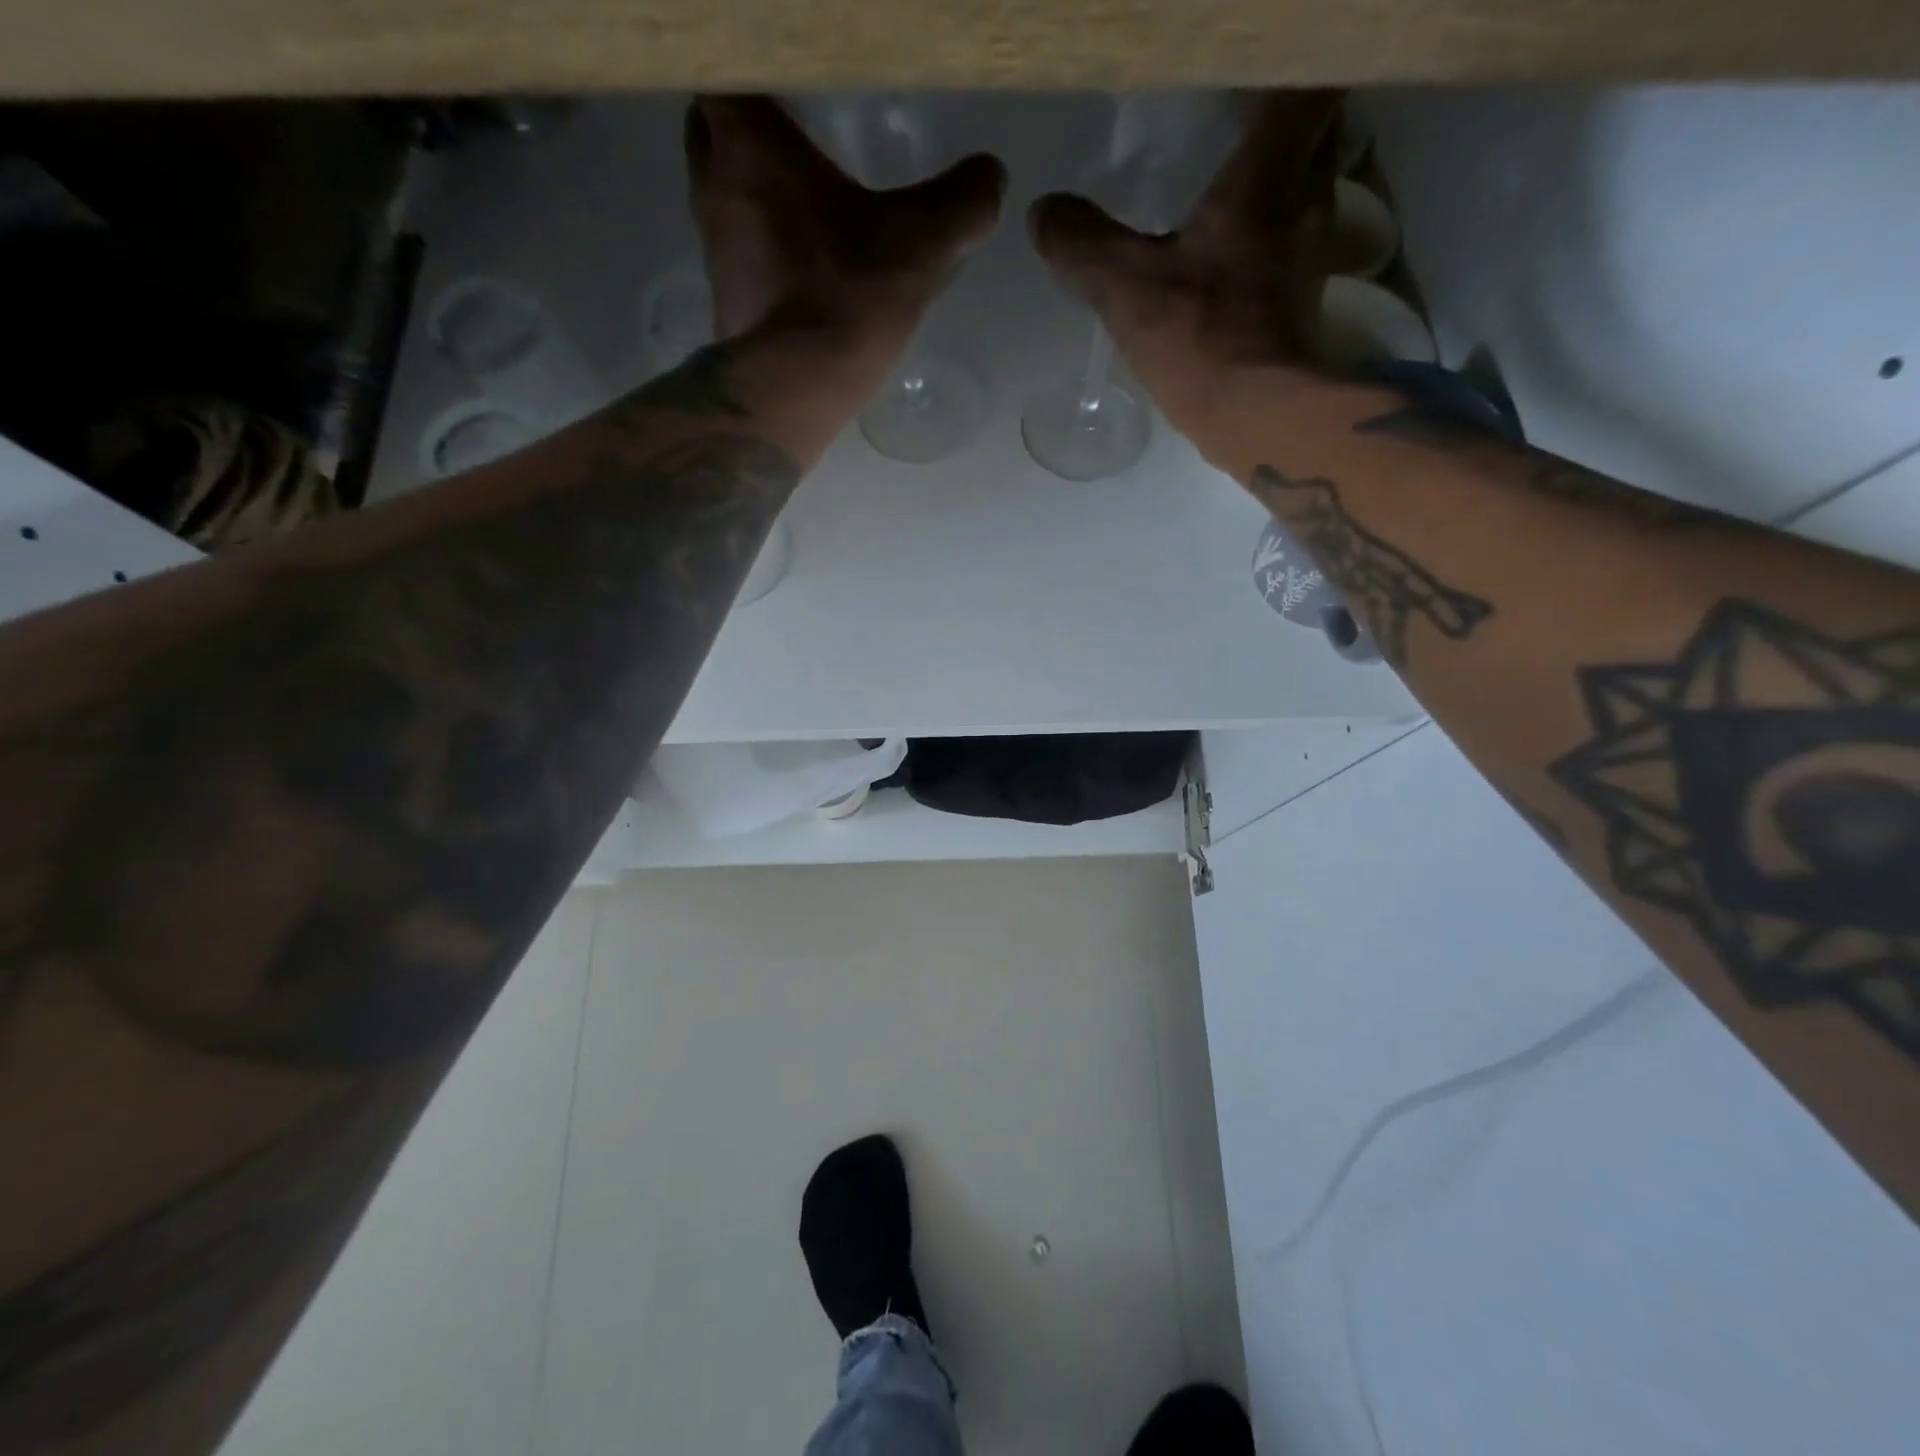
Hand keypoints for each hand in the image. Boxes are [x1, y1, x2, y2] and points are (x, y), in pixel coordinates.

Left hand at [686, 96, 1005, 384]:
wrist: (795, 389)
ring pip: (719, 194)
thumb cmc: (848, 297)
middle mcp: (714, 184)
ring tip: (799, 205)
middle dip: (744, 128)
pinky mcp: (722, 300)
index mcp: (751, 143)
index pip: (726, 70)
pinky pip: (734, 255)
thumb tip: (990, 177)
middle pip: (711, 128)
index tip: (789, 90)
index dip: (753, 74)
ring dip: (749, 191)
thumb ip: (961, 203)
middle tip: (792, 140)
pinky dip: (757, 251)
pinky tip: (796, 269)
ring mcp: (712, 248)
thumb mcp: (920, 244)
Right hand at [1028, 92, 1344, 461]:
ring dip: (1280, 183)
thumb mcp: (1124, 286)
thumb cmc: (1197, 336)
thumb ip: (1082, 243)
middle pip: (1315, 133)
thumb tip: (1042, 212)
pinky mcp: (1302, 302)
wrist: (1254, 415)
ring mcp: (1311, 254)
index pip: (1300, 85)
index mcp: (1263, 174)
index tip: (1247, 78)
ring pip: (1306, 192)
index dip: (1284, 70)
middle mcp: (1303, 200)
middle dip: (1285, 123)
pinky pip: (1290, 248)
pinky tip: (1232, 258)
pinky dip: (1269, 241)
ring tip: (1233, 186)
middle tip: (1238, 123)